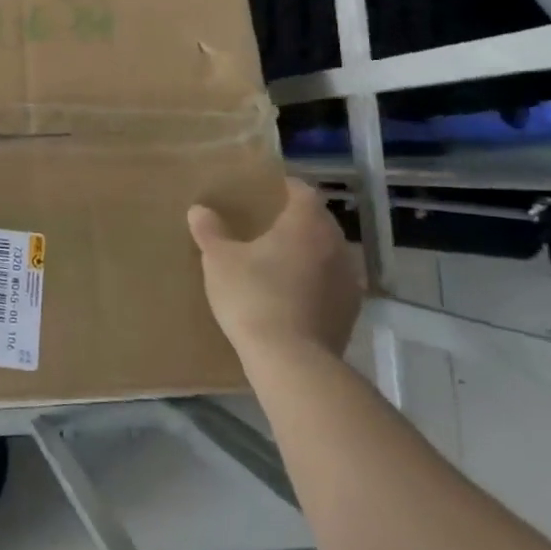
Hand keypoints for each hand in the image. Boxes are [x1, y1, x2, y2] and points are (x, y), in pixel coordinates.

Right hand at [189, 180, 364, 363]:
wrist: (291, 361)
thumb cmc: (254, 296)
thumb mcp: (219, 260)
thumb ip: (210, 231)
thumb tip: (199, 210)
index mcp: (307, 223)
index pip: (302, 190)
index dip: (283, 188)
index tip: (263, 192)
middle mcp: (336, 245)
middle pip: (318, 221)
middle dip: (294, 221)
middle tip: (264, 226)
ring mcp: (349, 280)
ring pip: (327, 253)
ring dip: (306, 253)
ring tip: (276, 262)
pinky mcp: (350, 312)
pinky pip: (330, 283)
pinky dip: (314, 281)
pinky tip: (290, 295)